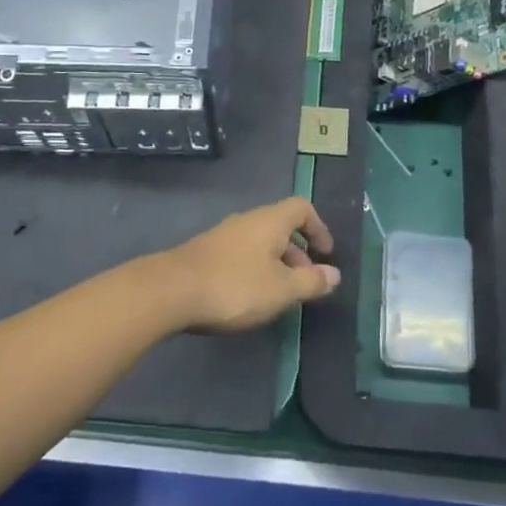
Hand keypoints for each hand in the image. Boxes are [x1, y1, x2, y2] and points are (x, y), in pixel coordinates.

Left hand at [158, 197, 339, 333]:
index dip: (319, 228)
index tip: (326, 254)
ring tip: (279, 296)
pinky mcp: (206, 252)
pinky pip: (242, 254)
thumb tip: (334, 274)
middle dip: (298, 253)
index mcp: (270, 220)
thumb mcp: (281, 289)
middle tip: (305, 283)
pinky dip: (255, 269)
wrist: (171, 291)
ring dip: (276, 264)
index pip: (302, 208)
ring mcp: (224, 235)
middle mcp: (248, 220)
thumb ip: (310, 281)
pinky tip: (249, 298)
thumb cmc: (235, 286)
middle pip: (281, 227)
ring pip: (260, 242)